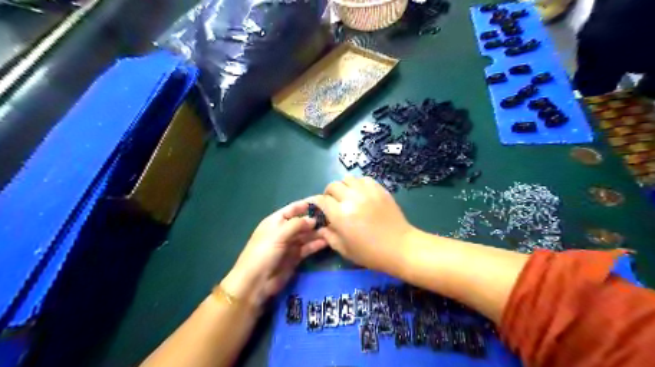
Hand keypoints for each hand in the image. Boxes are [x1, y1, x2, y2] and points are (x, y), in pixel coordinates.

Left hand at [223, 200, 327, 310]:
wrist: (255, 282)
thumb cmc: (264, 253)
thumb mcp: (278, 234)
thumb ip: (296, 225)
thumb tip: (313, 220)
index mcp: (275, 221)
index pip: (292, 209)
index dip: (305, 205)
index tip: (323, 202)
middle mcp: (283, 231)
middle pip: (301, 222)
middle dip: (314, 220)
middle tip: (333, 218)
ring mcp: (289, 245)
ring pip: (306, 235)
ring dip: (317, 233)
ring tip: (334, 230)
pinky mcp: (295, 257)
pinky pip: (307, 248)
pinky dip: (316, 245)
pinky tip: (328, 242)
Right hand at [315, 176, 415, 272]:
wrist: (400, 247)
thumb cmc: (370, 253)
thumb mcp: (345, 249)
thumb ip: (329, 236)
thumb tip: (321, 227)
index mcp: (341, 215)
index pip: (322, 200)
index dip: (316, 202)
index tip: (318, 207)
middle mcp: (352, 199)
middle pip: (333, 186)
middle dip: (329, 193)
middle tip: (333, 203)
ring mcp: (367, 192)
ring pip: (348, 179)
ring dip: (344, 186)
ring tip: (347, 196)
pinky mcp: (380, 190)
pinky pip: (364, 179)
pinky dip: (359, 184)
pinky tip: (361, 194)